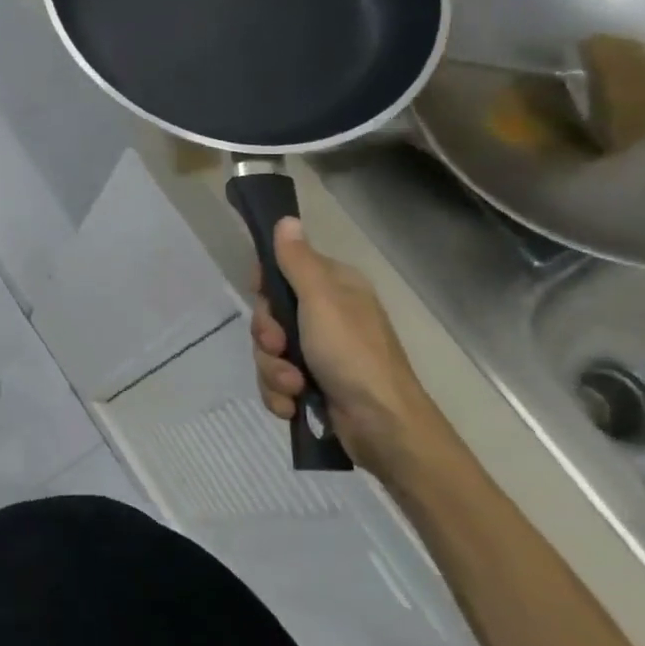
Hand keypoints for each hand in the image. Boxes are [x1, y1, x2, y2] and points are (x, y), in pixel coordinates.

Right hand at [249, 217, 457, 483]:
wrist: (383, 426)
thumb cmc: (353, 354)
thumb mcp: (321, 300)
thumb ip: (297, 261)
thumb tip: (286, 219)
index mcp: (334, 288)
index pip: (283, 271)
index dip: (265, 286)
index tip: (261, 297)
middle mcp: (326, 316)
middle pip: (269, 315)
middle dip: (267, 337)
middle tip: (280, 347)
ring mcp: (319, 353)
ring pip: (269, 351)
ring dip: (273, 371)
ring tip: (294, 387)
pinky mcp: (313, 385)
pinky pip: (276, 381)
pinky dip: (280, 394)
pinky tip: (293, 404)